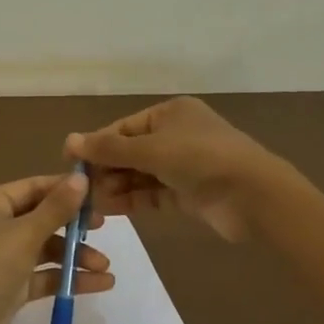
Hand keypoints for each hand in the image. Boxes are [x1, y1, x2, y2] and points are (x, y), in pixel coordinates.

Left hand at [0, 172, 113, 323]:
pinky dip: (68, 278)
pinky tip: (100, 284)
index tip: (98, 193)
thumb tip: (81, 178)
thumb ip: (56, 208)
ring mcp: (1, 260)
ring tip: (105, 267)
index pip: (32, 188)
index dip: (64, 189)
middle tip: (103, 227)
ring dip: (75, 256)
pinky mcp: (10, 289)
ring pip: (45, 250)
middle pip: (41, 218)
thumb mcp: (24, 235)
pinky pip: (44, 276)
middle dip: (73, 226)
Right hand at [64, 97, 287, 242]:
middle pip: (130, 152)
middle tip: (78, 188)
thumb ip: (110, 149)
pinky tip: (108, 209)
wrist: (253, 196)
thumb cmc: (200, 159)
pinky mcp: (187, 194)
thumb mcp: (151, 149)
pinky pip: (151, 194)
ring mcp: (182, 166)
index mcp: (170, 114)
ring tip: (89, 203)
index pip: (124, 128)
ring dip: (115, 186)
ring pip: (139, 175)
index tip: (69, 162)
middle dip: (105, 169)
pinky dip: (131, 200)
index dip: (96, 144)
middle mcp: (175, 136)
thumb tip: (69, 140)